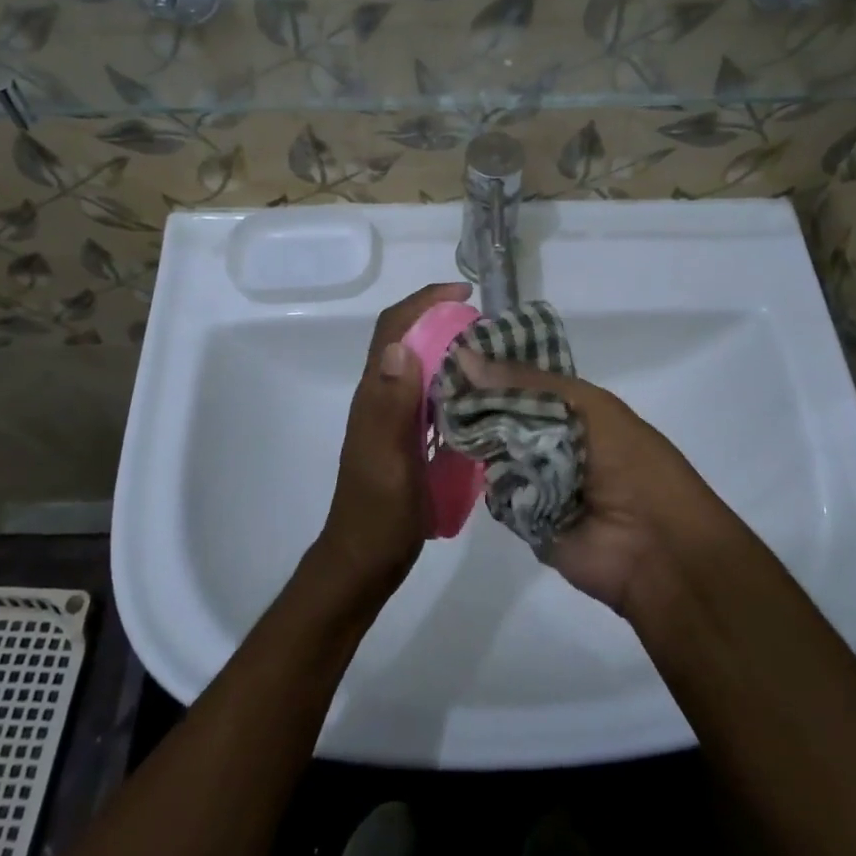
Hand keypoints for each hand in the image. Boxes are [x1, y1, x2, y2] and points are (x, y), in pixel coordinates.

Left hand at [317, 282, 471, 598]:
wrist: (365, 562)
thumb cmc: (378, 513)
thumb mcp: (388, 459)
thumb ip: (392, 405)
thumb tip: (401, 346)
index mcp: (375, 394)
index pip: (394, 330)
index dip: (424, 302)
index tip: (464, 294)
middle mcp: (382, 397)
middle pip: (408, 340)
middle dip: (441, 319)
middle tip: (486, 324)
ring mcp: (394, 418)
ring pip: (420, 367)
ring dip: (449, 349)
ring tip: (490, 351)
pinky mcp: (406, 438)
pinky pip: (430, 396)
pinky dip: (453, 383)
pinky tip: (479, 395)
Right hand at [455, 349, 725, 612]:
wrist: (656, 548)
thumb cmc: (630, 462)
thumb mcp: (585, 406)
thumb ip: (525, 383)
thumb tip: (463, 356)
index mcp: (570, 409)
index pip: (520, 380)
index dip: (490, 367)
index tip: (450, 353)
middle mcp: (549, 439)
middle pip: (501, 413)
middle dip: (475, 401)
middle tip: (434, 383)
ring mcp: (534, 477)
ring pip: (492, 449)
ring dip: (475, 437)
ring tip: (439, 415)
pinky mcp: (522, 514)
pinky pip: (493, 489)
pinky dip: (484, 477)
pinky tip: (457, 457)